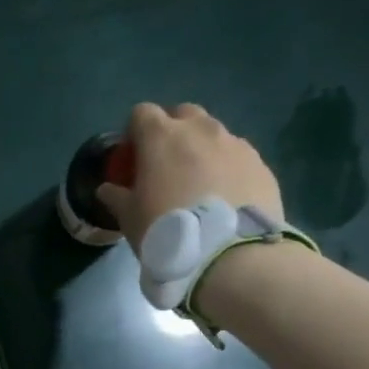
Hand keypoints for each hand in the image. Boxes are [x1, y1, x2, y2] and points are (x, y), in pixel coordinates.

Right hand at [95, 102, 284, 252]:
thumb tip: (107, 189)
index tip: (133, 157)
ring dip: (203, 149)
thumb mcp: (129, 219)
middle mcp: (200, 130)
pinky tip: (226, 197)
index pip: (141, 113)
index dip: (134, 132)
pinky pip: (238, 157)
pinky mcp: (261, 164)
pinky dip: (228, 168)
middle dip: (173, 131)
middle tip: (167, 164)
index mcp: (161, 136)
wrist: (229, 255)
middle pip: (183, 114)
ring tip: (200, 183)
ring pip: (214, 133)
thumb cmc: (167, 230)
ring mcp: (235, 144)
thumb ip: (116, 197)